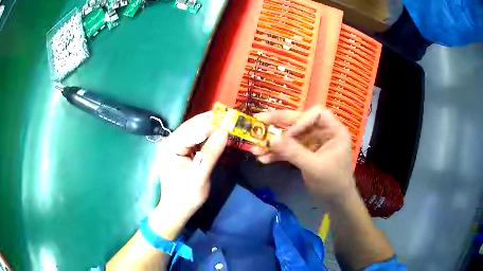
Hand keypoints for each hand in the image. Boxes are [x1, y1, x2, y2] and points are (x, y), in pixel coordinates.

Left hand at [152, 112, 227, 233]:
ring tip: (230, 124)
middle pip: (194, 125)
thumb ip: (211, 153)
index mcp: (171, 146)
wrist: (176, 209)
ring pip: (196, 130)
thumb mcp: (200, 176)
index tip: (232, 119)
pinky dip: (209, 136)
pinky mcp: (182, 149)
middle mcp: (171, 140)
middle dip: (213, 122)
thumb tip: (225, 132)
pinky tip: (220, 135)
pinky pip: (197, 138)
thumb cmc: (186, 196)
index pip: (193, 128)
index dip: (213, 122)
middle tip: (233, 119)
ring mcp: (176, 144)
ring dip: (212, 127)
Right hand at [250, 106, 354, 201]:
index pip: (317, 113)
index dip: (301, 120)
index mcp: (334, 130)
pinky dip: (277, 154)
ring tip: (255, 148)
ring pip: (291, 136)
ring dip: (274, 143)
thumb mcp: (314, 167)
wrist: (335, 201)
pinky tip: (263, 159)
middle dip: (279, 123)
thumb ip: (294, 152)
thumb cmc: (332, 182)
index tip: (288, 134)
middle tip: (259, 120)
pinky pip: (290, 149)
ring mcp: (313, 142)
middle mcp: (323, 132)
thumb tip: (271, 139)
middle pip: (300, 121)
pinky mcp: (305, 153)